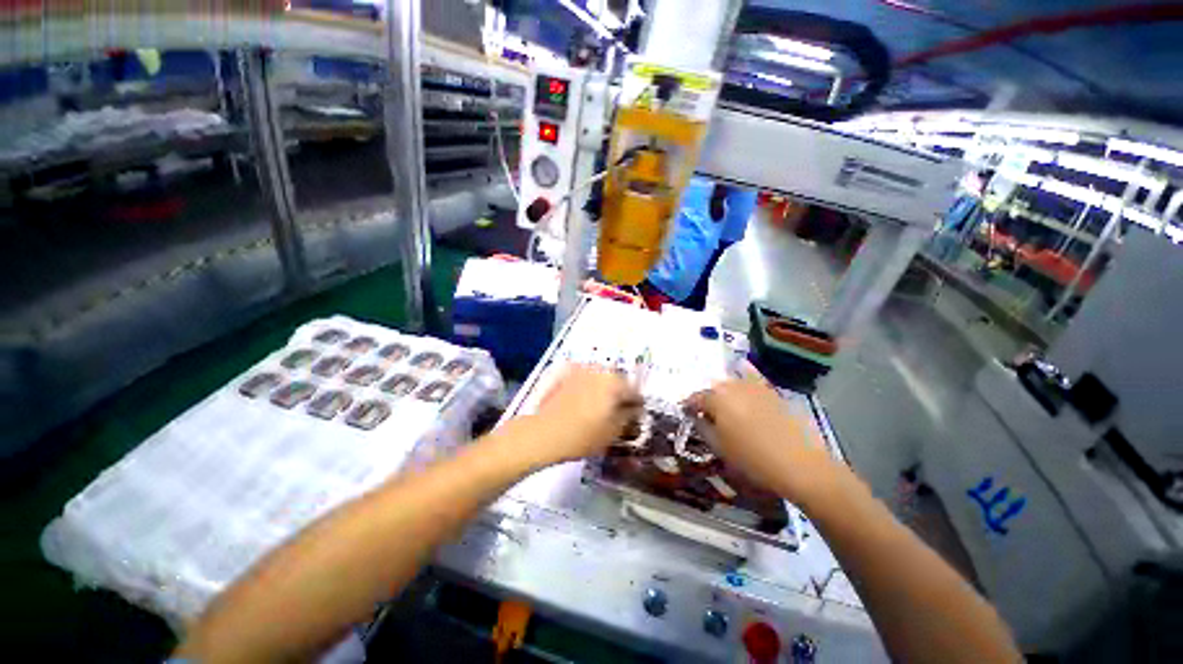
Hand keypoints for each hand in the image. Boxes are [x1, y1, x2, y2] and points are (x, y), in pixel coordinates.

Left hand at [527, 365, 642, 464]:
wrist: (544, 433)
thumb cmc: (583, 435)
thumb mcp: (613, 431)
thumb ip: (629, 417)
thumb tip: (635, 409)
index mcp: (615, 382)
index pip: (635, 392)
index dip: (636, 407)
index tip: (634, 418)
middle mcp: (600, 369)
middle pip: (618, 381)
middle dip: (620, 395)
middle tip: (616, 413)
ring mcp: (581, 369)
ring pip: (601, 378)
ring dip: (604, 389)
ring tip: (598, 408)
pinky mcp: (566, 374)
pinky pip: (585, 378)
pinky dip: (588, 386)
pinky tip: (583, 401)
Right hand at [684, 367, 841, 506]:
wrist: (800, 465)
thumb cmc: (752, 459)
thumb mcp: (719, 447)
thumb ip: (702, 427)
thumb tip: (696, 417)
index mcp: (716, 399)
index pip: (695, 398)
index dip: (688, 406)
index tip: (686, 414)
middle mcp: (732, 386)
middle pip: (713, 389)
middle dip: (707, 400)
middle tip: (706, 416)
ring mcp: (754, 386)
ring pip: (731, 383)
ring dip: (724, 392)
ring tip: (725, 406)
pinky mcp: (771, 391)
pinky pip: (753, 375)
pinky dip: (745, 371)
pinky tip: (742, 367)